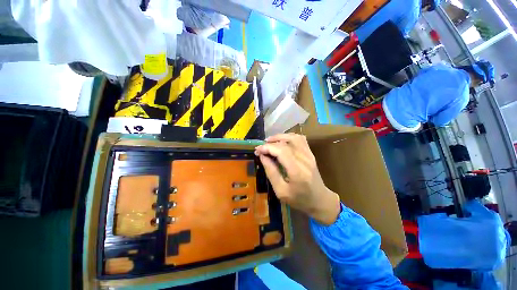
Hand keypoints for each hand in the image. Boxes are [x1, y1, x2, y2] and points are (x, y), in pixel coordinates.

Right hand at [254, 133, 340, 224]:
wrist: (320, 200)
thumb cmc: (299, 199)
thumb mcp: (280, 191)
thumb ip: (271, 172)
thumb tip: (262, 156)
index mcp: (297, 171)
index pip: (281, 151)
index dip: (267, 148)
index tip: (257, 150)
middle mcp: (305, 159)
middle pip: (286, 143)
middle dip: (270, 143)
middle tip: (261, 148)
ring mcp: (309, 155)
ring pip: (293, 137)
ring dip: (279, 137)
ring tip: (269, 142)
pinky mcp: (311, 153)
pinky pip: (300, 139)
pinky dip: (289, 137)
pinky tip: (281, 141)